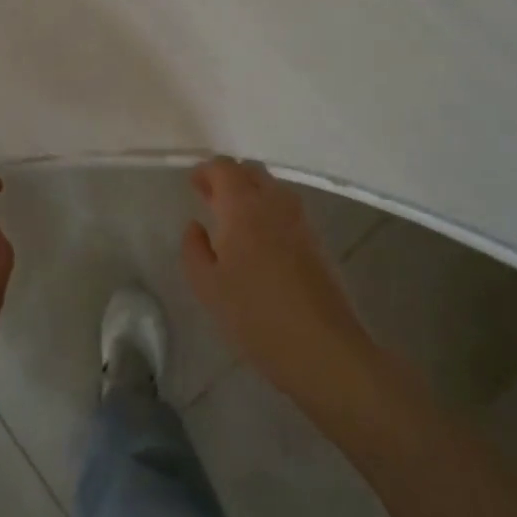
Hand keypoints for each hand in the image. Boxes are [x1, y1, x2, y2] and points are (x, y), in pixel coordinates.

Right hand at [182, 158, 375, 405]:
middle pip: (251, 171)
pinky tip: (259, 242)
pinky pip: (287, 209)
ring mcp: (301, 220)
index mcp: (243, 206)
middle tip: (210, 199)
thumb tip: (195, 226)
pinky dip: (268, 211)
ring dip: (250, 193)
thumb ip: (194, 250)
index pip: (224, 167)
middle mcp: (275, 202)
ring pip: (272, 189)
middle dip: (229, 178)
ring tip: (232, 222)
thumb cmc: (255, 316)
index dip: (206, 171)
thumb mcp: (208, 287)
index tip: (193, 186)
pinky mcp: (316, 241)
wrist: (323, 348)